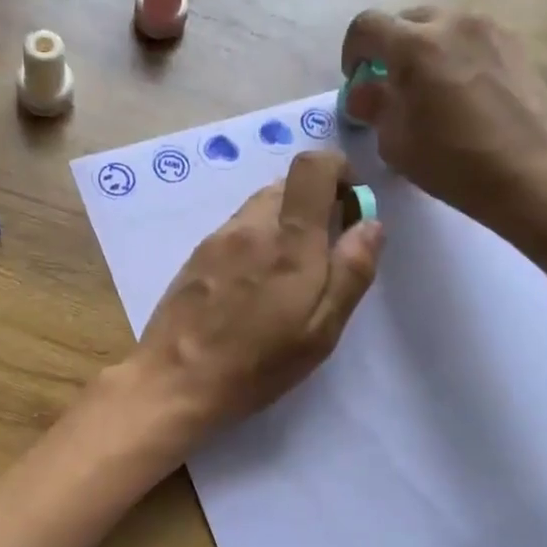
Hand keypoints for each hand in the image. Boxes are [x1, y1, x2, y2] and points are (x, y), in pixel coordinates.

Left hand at [128, 150, 382, 442]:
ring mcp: (217, 239)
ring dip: (282, 224)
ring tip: (285, 277)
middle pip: (287, 184)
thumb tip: (371, 223)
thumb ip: (351, 272)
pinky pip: (235, 231)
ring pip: (259, 208)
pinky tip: (250, 288)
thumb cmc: (257, 363)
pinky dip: (254, 242)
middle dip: (313, 205)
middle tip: (322, 253)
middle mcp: (251, 226)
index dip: (338, 171)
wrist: (174, 380)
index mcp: (290, 240)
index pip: (313, 166)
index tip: (350, 206)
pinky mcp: (195, 256)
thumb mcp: (320, 330)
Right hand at [340, 7, 546, 255]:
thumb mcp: (396, 144)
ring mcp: (490, 30)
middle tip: (392, 88)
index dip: (351, 52)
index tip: (356, 81)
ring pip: (441, 27)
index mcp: (414, 47)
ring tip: (430, 91)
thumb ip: (374, 108)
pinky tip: (463, 94)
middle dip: (390, 49)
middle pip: (405, 20)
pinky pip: (471, 39)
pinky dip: (456, 56)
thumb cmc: (454, 164)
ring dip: (424, 51)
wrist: (533, 174)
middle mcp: (452, 24)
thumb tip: (363, 92)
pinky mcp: (516, 45)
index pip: (365, 26)